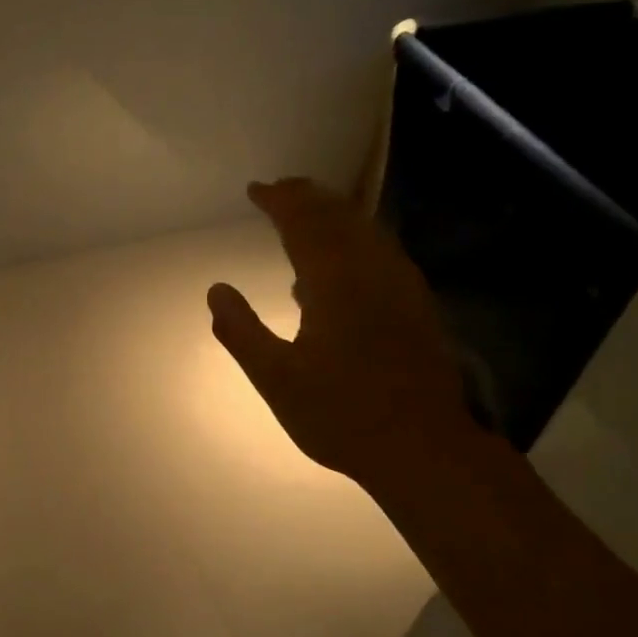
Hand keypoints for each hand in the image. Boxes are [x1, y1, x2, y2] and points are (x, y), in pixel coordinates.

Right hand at [208, 177, 471, 487]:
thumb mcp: (275, 379)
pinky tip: (339, 265)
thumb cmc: (340, 414)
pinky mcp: (416, 306)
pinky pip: (381, 254)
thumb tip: (216, 290)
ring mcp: (401, 287)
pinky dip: (354, 242)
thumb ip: (242, 331)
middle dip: (308, 197)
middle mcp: (373, 272)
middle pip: (340, 217)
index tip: (255, 189)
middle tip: (279, 190)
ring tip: (306, 214)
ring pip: (366, 232)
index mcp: (336, 282)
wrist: (421, 447)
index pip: (305, 223)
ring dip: (334, 214)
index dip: (280, 201)